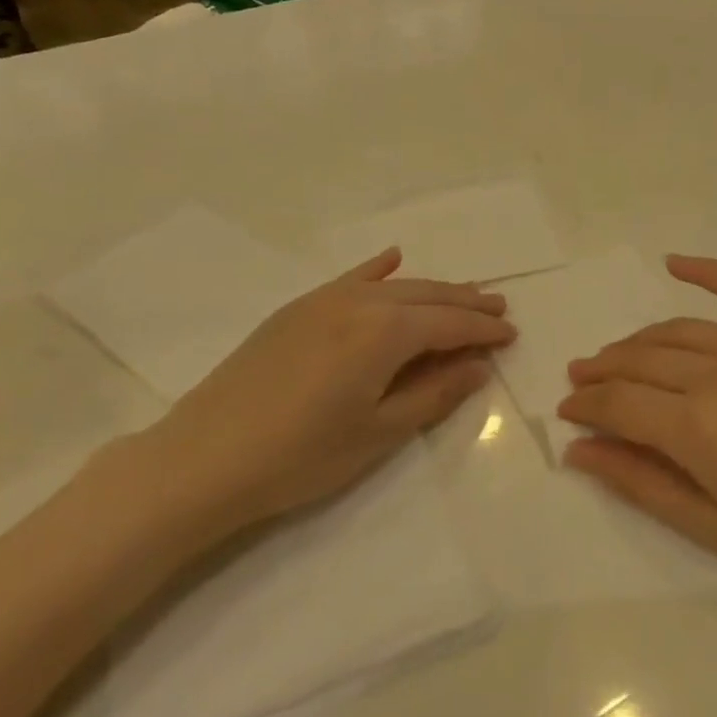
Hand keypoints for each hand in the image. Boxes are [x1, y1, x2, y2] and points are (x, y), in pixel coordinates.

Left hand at [113, 249, 514, 541]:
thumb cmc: (302, 456)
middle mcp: (359, 302)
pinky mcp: (296, 310)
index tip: (511, 335)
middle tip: (498, 309)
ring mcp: (323, 300)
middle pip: (426, 297)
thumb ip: (433, 393)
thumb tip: (477, 366)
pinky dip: (377, 270)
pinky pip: (349, 279)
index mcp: (385, 332)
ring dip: (431, 289)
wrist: (205, 457)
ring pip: (392, 286)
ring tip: (462, 294)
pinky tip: (393, 259)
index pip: (449, 325)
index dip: (483, 331)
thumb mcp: (379, 432)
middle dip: (465, 303)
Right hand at [557, 256, 716, 617]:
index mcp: (701, 430)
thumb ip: (641, 483)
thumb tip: (578, 450)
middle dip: (601, 371)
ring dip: (636, 342)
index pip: (618, 402)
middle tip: (580, 381)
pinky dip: (706, 270)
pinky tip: (673, 262)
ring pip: (677, 331)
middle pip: (640, 361)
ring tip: (613, 356)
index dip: (585, 405)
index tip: (567, 412)